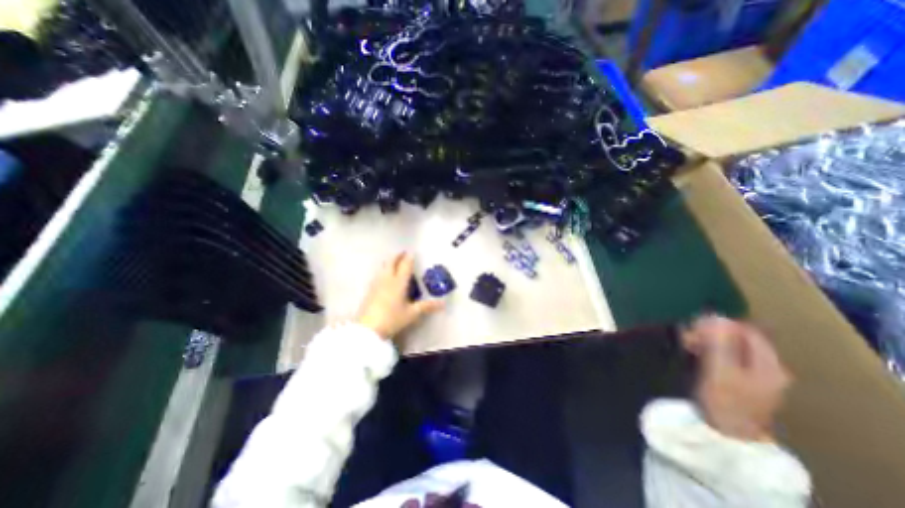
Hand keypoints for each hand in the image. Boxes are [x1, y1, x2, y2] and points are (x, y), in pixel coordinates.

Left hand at [359, 250, 445, 341]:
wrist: (368, 329)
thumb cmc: (392, 319)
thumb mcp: (412, 314)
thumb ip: (426, 306)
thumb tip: (442, 303)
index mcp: (399, 282)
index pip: (405, 266)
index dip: (409, 258)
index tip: (412, 252)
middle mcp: (387, 279)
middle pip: (391, 262)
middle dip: (397, 256)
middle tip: (403, 253)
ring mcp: (376, 284)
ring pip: (383, 267)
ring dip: (389, 262)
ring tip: (394, 262)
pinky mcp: (369, 290)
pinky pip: (377, 275)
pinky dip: (383, 270)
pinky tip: (384, 277)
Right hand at [686, 316, 794, 442]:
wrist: (728, 434)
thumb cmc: (725, 402)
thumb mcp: (721, 371)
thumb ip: (721, 344)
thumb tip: (716, 317)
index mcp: (768, 364)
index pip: (747, 331)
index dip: (721, 324)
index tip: (695, 326)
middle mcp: (765, 365)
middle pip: (738, 337)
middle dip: (710, 332)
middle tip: (687, 335)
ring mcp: (753, 372)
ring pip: (729, 344)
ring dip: (706, 339)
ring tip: (686, 342)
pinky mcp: (738, 376)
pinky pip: (723, 353)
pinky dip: (707, 348)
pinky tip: (692, 350)